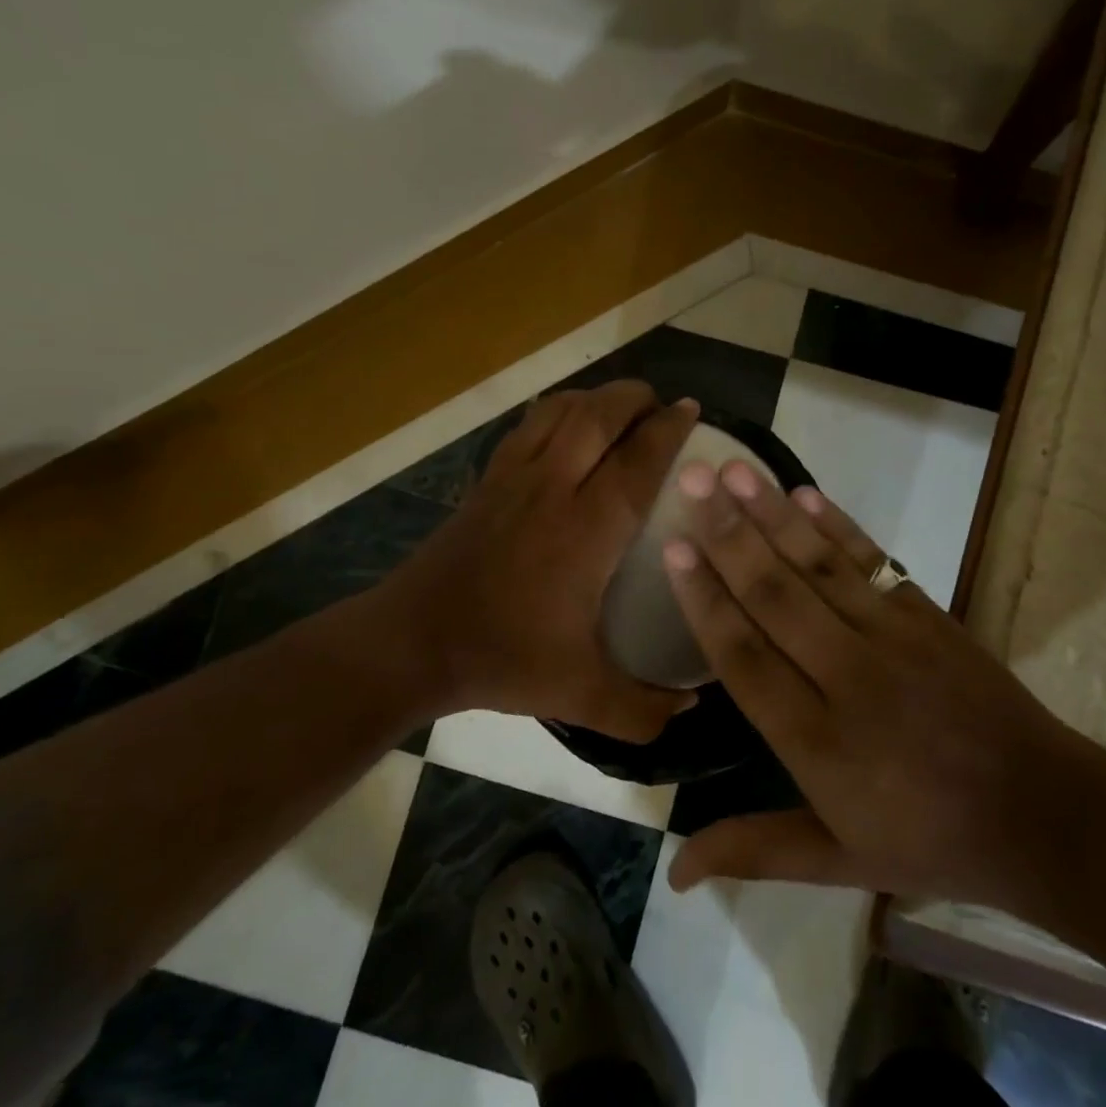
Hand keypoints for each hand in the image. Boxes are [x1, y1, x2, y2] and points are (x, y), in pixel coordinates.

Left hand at [377, 381, 699, 742]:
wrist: (413, 642)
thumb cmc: (502, 658)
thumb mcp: (580, 695)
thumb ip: (642, 708)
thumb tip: (692, 707)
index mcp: (585, 531)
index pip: (636, 462)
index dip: (668, 430)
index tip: (692, 410)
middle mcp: (552, 488)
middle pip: (598, 416)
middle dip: (635, 397)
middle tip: (661, 405)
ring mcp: (514, 477)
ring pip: (560, 410)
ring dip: (596, 398)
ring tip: (620, 408)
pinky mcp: (487, 480)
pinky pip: (529, 425)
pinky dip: (558, 411)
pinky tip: (568, 427)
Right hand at [661, 459, 1078, 906]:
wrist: (1043, 814)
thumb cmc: (928, 840)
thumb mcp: (837, 860)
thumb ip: (754, 850)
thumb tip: (673, 873)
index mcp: (817, 742)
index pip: (746, 657)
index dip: (706, 601)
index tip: (674, 549)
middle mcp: (848, 679)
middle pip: (776, 596)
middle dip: (728, 535)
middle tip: (690, 479)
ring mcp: (893, 640)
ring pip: (819, 567)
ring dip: (773, 515)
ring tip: (734, 469)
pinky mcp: (928, 616)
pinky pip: (873, 562)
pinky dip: (837, 526)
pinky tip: (804, 494)